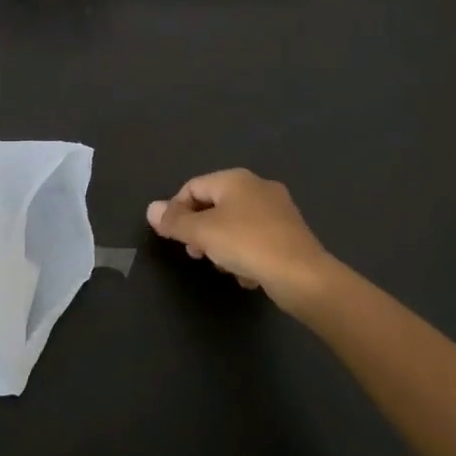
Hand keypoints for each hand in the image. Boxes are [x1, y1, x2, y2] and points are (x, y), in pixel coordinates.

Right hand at [147, 168, 344, 318]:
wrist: (303, 276)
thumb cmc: (247, 245)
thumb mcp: (202, 233)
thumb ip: (175, 221)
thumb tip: (151, 209)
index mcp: (235, 179)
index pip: (193, 187)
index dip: (176, 210)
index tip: (173, 237)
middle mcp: (258, 187)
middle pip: (215, 204)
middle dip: (200, 229)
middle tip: (196, 254)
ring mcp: (278, 210)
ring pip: (236, 223)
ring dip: (222, 244)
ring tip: (222, 267)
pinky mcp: (291, 234)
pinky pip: (257, 239)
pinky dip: (246, 254)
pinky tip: (246, 275)